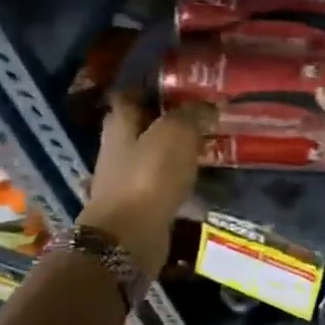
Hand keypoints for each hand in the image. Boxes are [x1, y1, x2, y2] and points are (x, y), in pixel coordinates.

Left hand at [80, 95, 214, 278]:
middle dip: (167, 122)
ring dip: (173, 153)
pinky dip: (176, 180)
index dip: (151, 89)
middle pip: (141, 127)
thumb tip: (208, 104)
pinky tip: (198, 179)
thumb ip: (192, 114)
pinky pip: (160, 185)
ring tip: (206, 148)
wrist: (129, 237)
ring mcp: (124, 180)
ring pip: (152, 156)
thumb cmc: (149, 176)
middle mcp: (116, 149)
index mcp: (119, 125)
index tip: (180, 87)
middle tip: (201, 117)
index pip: (129, 96)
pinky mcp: (137, 206)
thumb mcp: (176, 133)